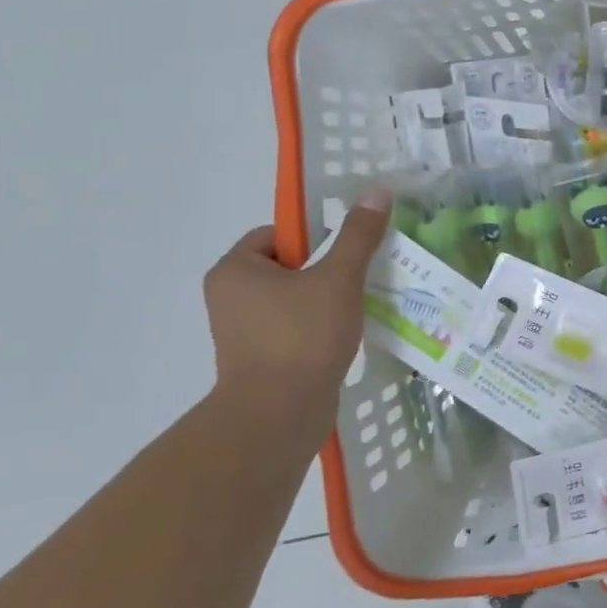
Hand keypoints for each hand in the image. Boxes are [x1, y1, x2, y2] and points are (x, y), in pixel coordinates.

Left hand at [203, 191, 390, 401]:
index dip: (314, 238)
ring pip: (292, 300)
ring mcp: (241, 332)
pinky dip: (316, 330)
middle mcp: (229, 298)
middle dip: (324, 272)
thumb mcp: (338, 278)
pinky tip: (343, 338)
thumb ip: (358, 235)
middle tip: (357, 280)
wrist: (278, 415)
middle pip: (288, 267)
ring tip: (356, 309)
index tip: (344, 255)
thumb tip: (377, 191)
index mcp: (235, 270)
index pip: (277, 234)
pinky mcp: (258, 360)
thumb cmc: (302, 336)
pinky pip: (292, 329)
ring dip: (324, 301)